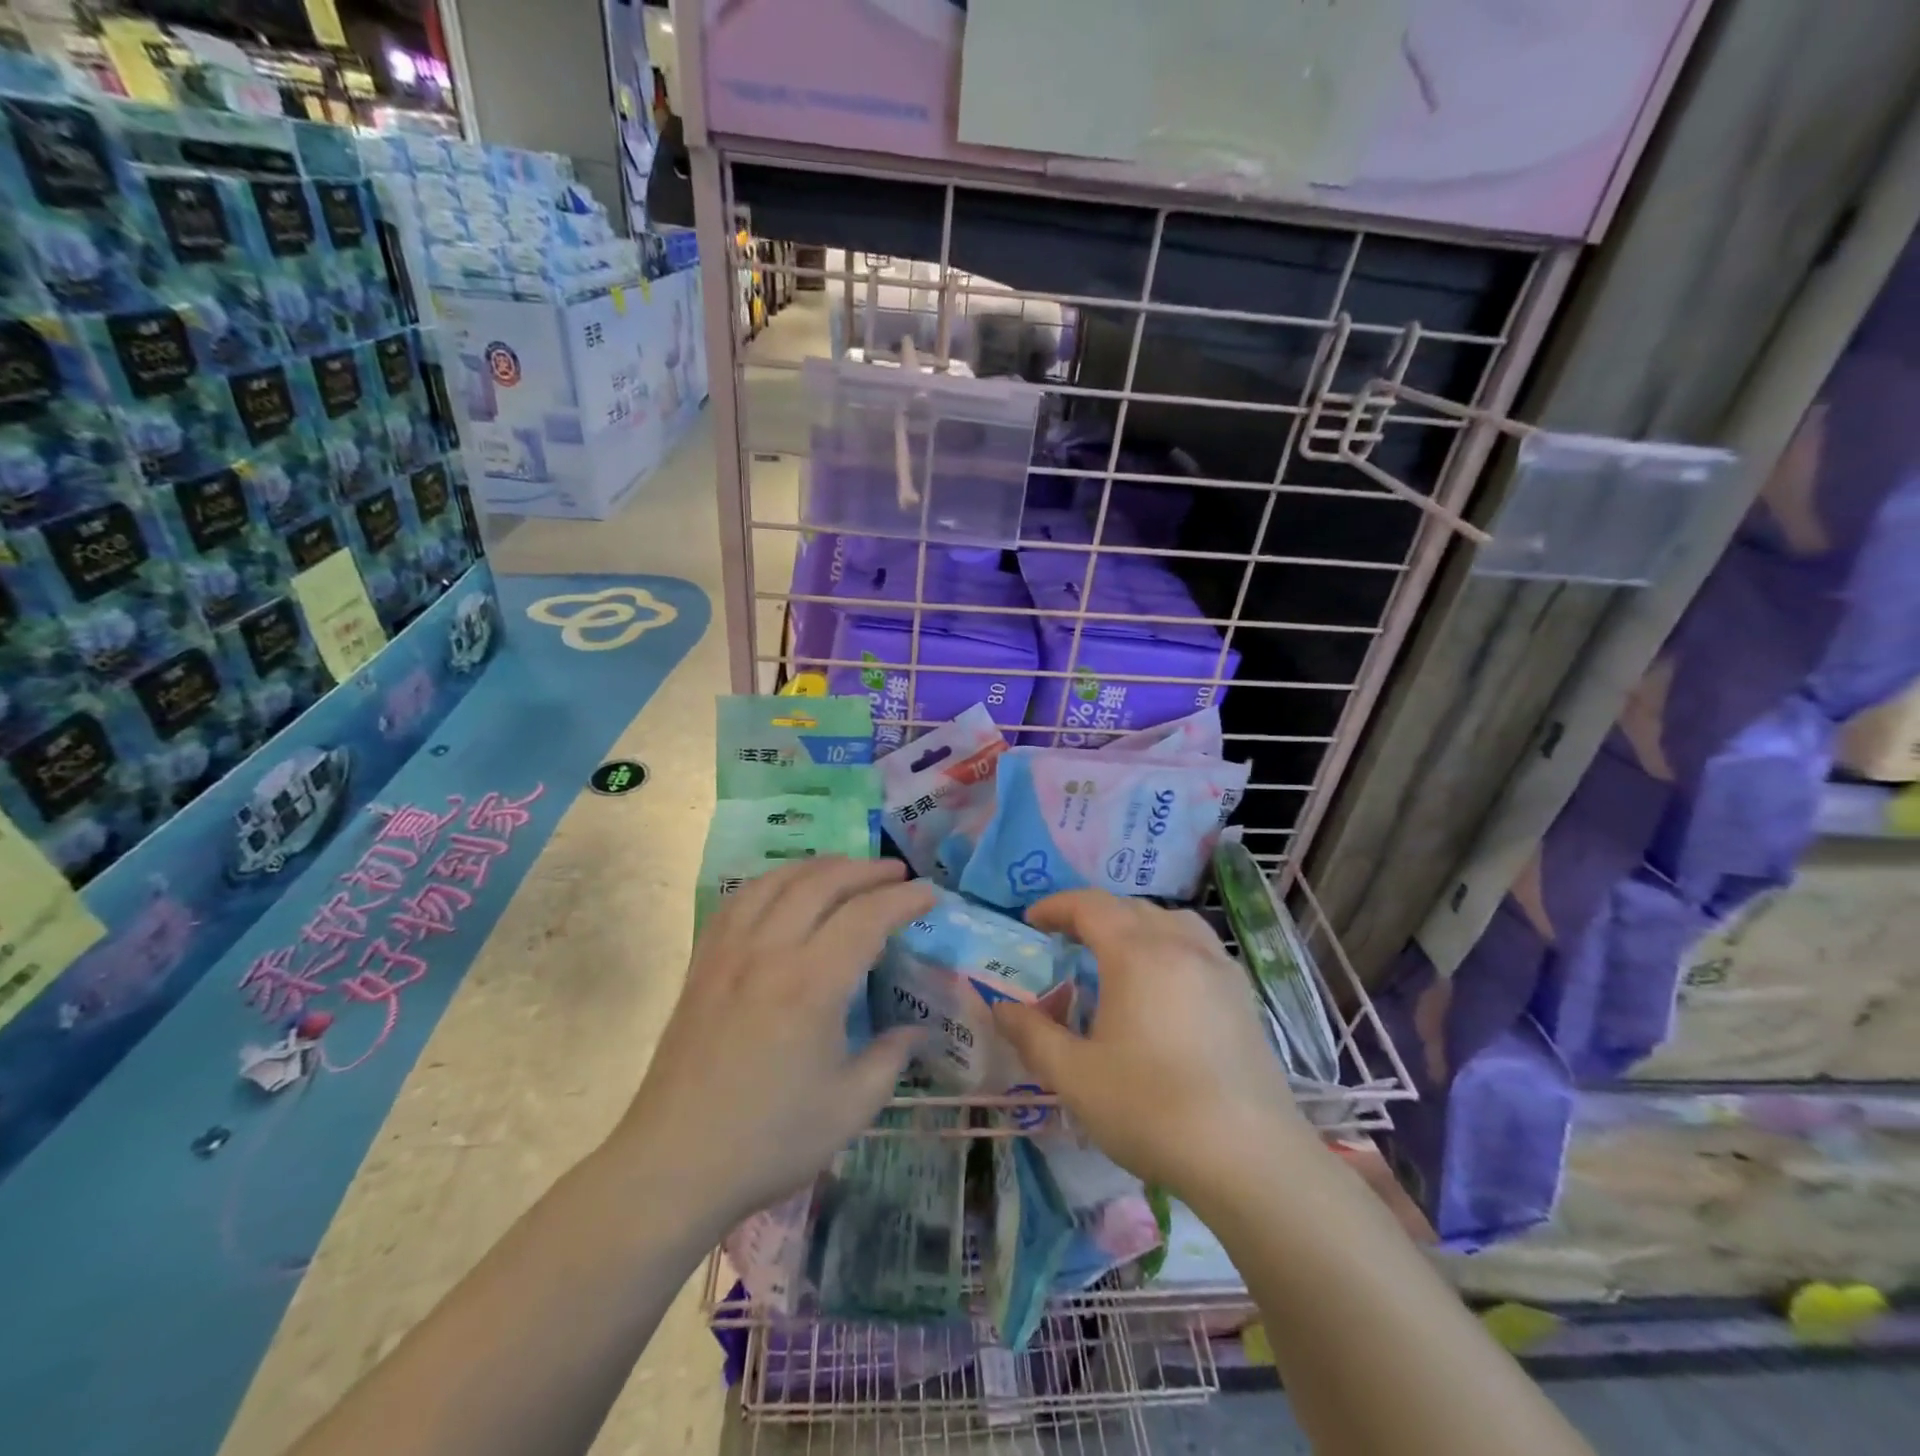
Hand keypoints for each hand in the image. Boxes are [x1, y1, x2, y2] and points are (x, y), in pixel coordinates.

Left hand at [614, 857, 934, 1233]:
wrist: (673, 1166)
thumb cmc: (768, 1141)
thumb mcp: (849, 1108)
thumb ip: (891, 1059)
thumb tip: (918, 1031)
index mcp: (811, 985)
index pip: (866, 917)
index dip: (904, 899)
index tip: (929, 895)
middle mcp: (769, 952)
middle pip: (822, 883)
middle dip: (865, 870)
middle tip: (897, 873)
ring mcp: (729, 952)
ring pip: (777, 881)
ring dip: (819, 866)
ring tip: (847, 870)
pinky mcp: (702, 963)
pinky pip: (739, 900)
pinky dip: (772, 881)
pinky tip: (784, 890)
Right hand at [992, 890, 1311, 1201]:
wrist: (1249, 1157)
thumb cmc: (1151, 1108)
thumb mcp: (1075, 1076)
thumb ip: (1032, 1035)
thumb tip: (1000, 1008)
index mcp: (1136, 953)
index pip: (1090, 906)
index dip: (1056, 906)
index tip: (1031, 921)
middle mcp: (1180, 945)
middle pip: (1130, 908)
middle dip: (1092, 915)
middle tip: (1064, 940)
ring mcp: (1219, 967)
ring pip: (1170, 921)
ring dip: (1135, 924)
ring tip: (1116, 954)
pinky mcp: (1243, 995)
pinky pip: (1198, 946)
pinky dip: (1169, 945)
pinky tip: (1164, 986)